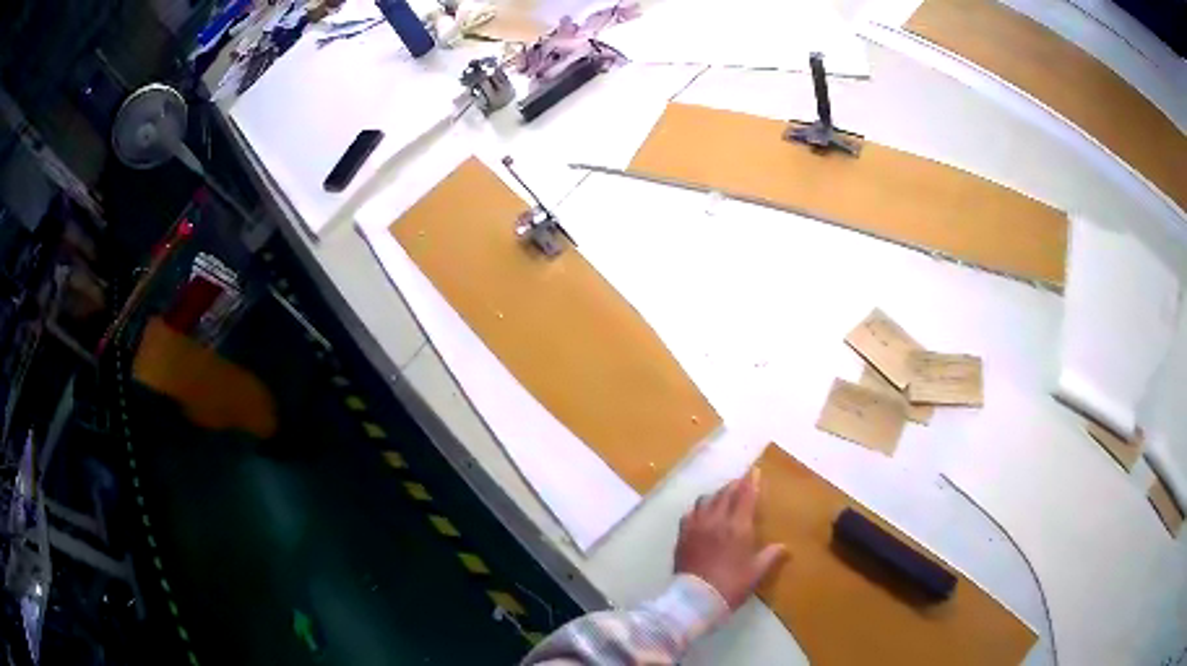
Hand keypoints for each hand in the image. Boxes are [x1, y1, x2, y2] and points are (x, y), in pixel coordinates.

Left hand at [675, 470, 788, 609]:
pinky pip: (690, 513)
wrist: (695, 599)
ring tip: (723, 496)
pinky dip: (699, 508)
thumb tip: (784, 547)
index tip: (754, 471)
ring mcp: (696, 526)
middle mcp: (716, 520)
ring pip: (706, 500)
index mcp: (738, 527)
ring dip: (717, 494)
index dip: (751, 482)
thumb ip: (770, 556)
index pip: (745, 496)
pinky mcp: (682, 535)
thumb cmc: (731, 585)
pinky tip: (702, 513)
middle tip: (741, 483)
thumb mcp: (756, 572)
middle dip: (735, 485)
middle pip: (725, 494)